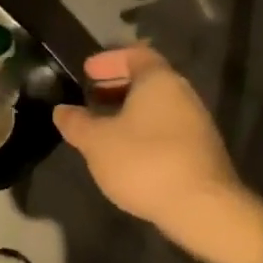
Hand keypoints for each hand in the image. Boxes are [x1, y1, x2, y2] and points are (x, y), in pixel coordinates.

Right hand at [54, 45, 262, 262]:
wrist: (201, 207)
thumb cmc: (144, 162)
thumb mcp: (97, 142)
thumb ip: (77, 123)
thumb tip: (62, 110)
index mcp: (159, 81)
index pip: (135, 54)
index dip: (109, 60)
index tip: (87, 71)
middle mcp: (182, 94)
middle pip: (147, 79)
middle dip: (116, 85)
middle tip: (90, 96)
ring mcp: (195, 123)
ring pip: (156, 106)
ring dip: (128, 110)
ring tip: (101, 126)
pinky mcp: (199, 150)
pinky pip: (165, 127)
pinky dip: (142, 129)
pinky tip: (124, 151)